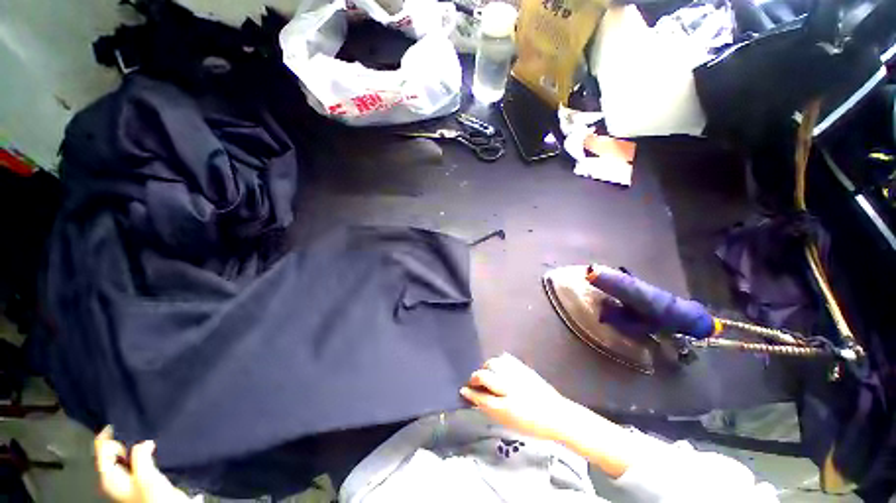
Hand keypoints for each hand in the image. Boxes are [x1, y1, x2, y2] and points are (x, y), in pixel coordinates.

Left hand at [94, 427, 190, 502]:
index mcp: (108, 477)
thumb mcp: (145, 474)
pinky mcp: (140, 477)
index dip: (107, 435)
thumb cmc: (152, 494)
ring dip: (133, 444)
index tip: (118, 420)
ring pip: (124, 455)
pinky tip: (150, 446)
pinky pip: (135, 458)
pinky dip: (140, 450)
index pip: (101, 451)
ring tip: (144, 434)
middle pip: (111, 452)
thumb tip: (143, 440)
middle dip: (122, 439)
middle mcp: (113, 477)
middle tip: (135, 427)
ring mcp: (127, 478)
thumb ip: (139, 454)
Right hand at [460, 353, 572, 439]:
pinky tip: (499, 368)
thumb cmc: (531, 423)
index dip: (470, 392)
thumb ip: (487, 407)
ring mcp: (517, 374)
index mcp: (505, 405)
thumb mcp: (507, 420)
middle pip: (484, 375)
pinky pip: (505, 358)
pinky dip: (498, 362)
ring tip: (487, 375)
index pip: (481, 395)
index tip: (463, 390)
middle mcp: (509, 387)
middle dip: (476, 377)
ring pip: (493, 363)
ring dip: (486, 368)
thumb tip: (471, 395)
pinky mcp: (523, 367)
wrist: (557, 414)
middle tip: (475, 383)